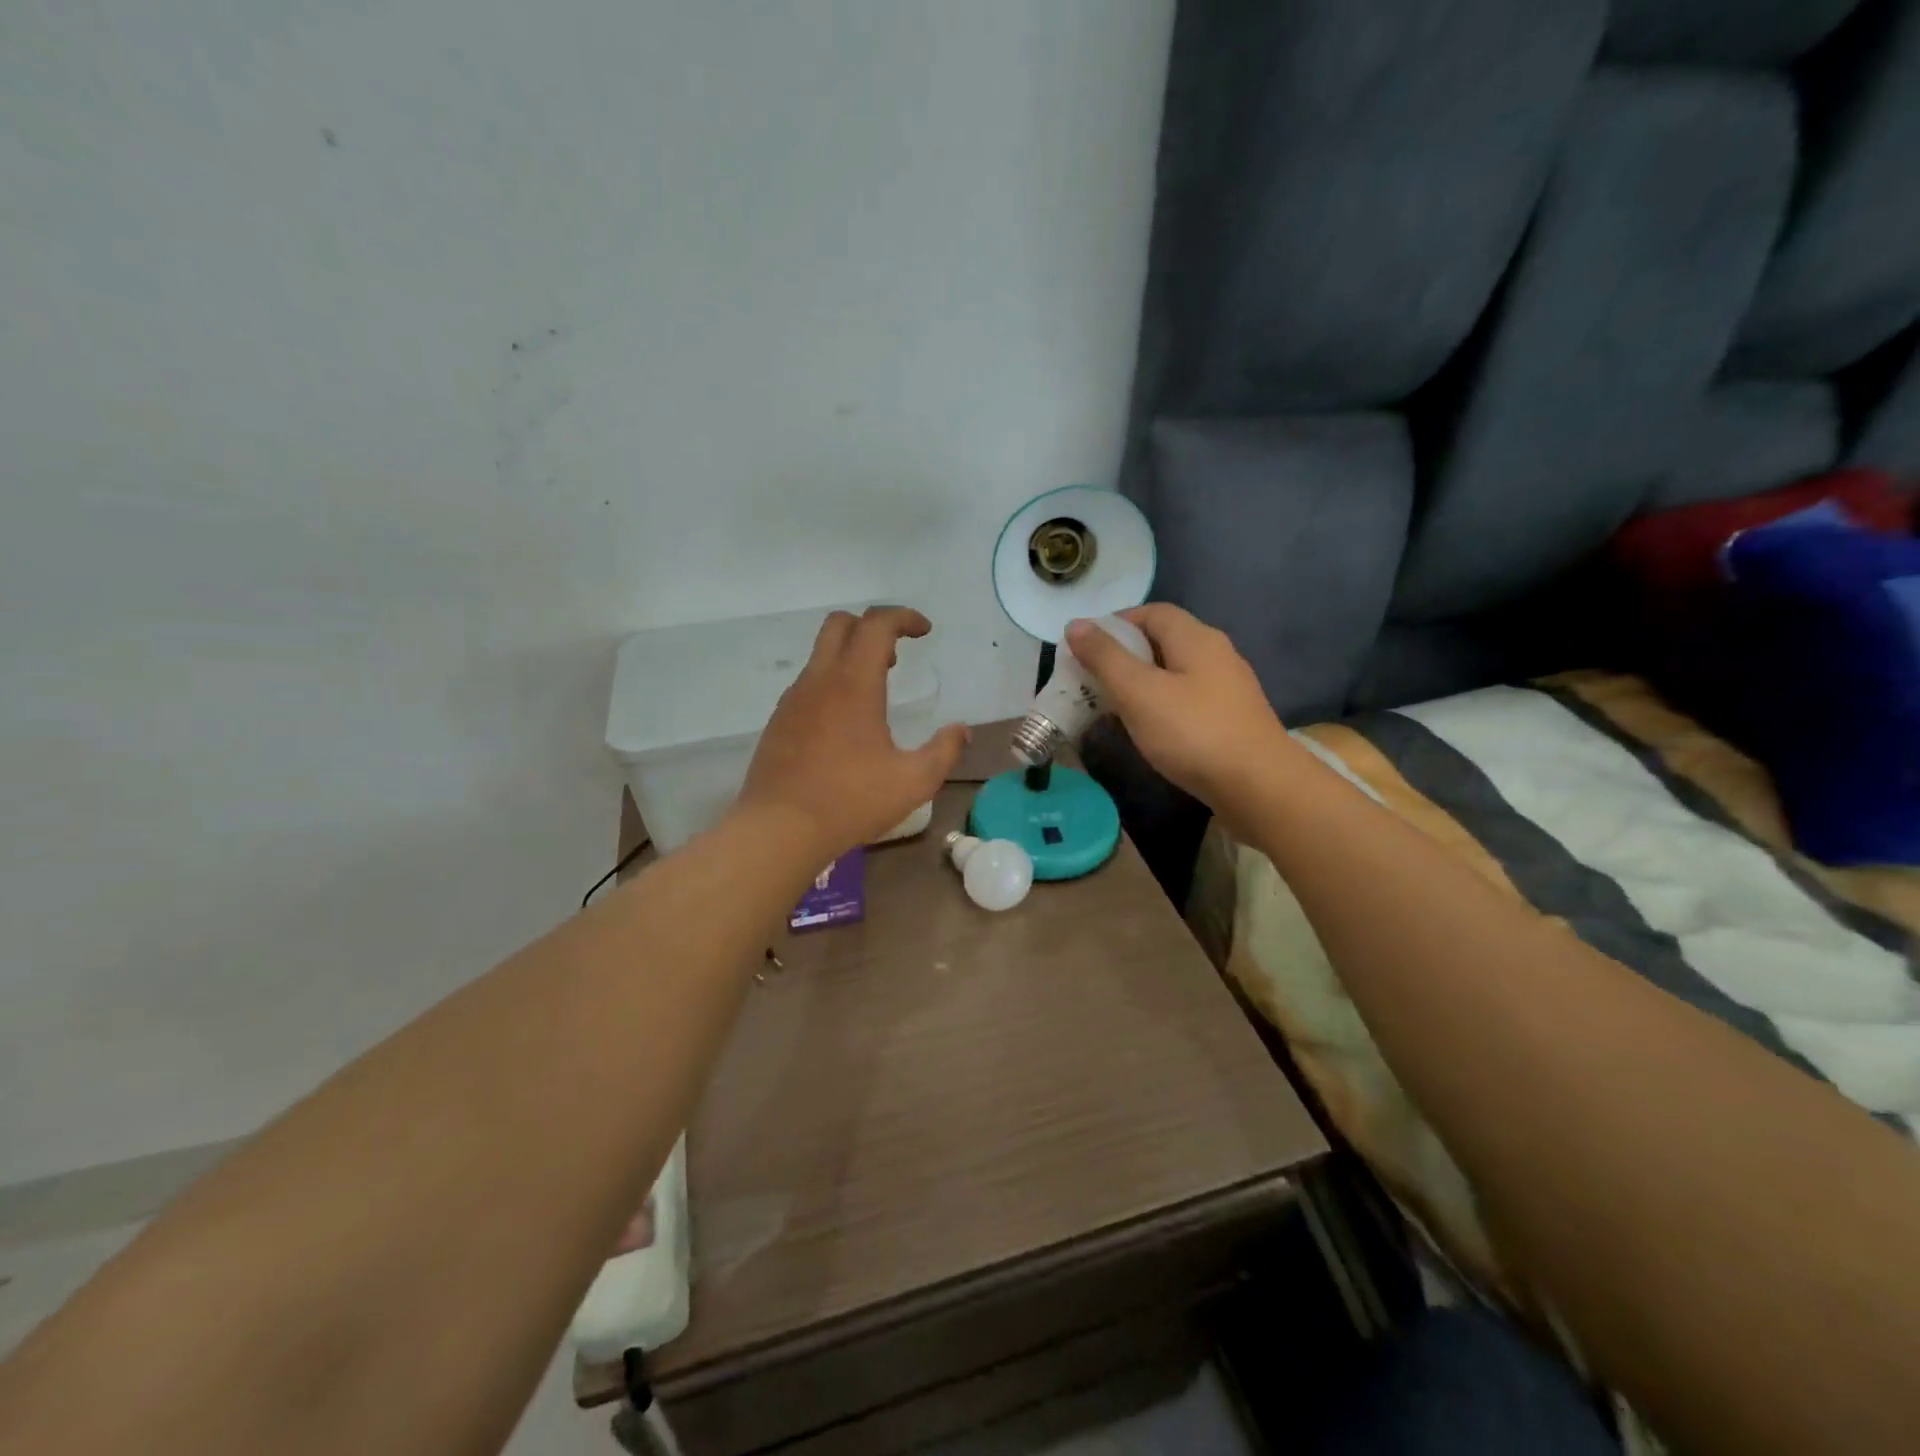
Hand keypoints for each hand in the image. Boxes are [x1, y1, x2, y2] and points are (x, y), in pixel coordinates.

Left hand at [737, 606, 967, 860]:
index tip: (924, 631)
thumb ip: (944, 751)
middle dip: (872, 627)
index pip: (876, 624)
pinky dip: (831, 683)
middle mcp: (819, 680)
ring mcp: (793, 700)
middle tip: (895, 656)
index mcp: (853, 683)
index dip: (903, 618)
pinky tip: (845, 723)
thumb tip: (961, 731)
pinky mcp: (779, 721)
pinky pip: (808, 683)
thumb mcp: (913, 781)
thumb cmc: (850, 801)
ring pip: (821, 654)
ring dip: (850, 657)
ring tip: (875, 693)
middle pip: (840, 624)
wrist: (779, 829)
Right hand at [1064, 604, 1289, 810]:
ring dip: (1141, 684)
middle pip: (1163, 641)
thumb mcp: (1139, 692)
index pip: (1151, 612)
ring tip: (1111, 707)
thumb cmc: (1194, 733)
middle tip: (1091, 680)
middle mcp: (1216, 654)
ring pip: (1174, 673)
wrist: (1259, 788)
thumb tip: (1076, 624)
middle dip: (1124, 656)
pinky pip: (1187, 700)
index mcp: (1196, 638)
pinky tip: (1147, 730)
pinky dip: (1160, 706)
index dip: (1115, 623)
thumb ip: (1105, 657)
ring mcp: (1228, 688)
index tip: (1084, 648)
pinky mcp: (1231, 719)